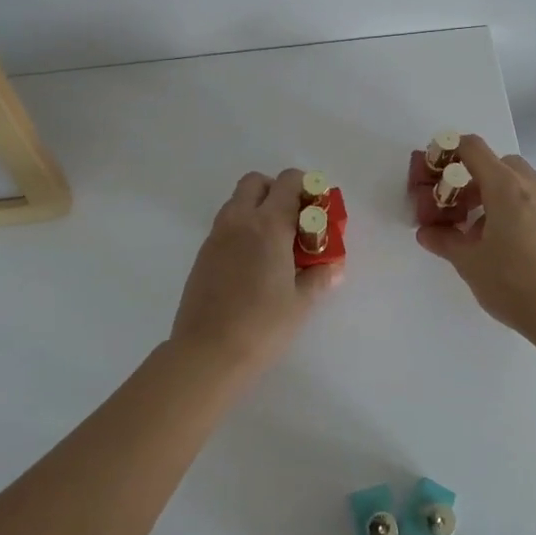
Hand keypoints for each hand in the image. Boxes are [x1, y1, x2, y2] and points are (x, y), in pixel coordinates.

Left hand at [169, 168, 340, 371]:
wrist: (207, 352)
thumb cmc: (262, 326)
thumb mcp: (301, 302)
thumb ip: (319, 277)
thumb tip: (332, 267)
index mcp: (268, 224)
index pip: (288, 182)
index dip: (307, 187)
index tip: (318, 210)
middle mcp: (239, 221)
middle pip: (256, 182)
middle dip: (277, 191)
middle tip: (294, 221)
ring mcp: (216, 237)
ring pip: (237, 202)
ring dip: (257, 209)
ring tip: (275, 245)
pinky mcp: (203, 255)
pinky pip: (225, 226)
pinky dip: (242, 230)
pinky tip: (253, 264)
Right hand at [416, 135, 535, 345]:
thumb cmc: (513, 284)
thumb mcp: (469, 263)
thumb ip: (444, 240)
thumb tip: (426, 232)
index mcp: (506, 187)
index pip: (473, 148)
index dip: (449, 152)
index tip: (434, 173)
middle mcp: (532, 185)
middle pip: (496, 163)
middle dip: (472, 177)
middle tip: (456, 206)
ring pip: (516, 180)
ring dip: (492, 192)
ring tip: (477, 228)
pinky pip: (531, 198)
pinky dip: (512, 206)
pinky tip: (502, 240)